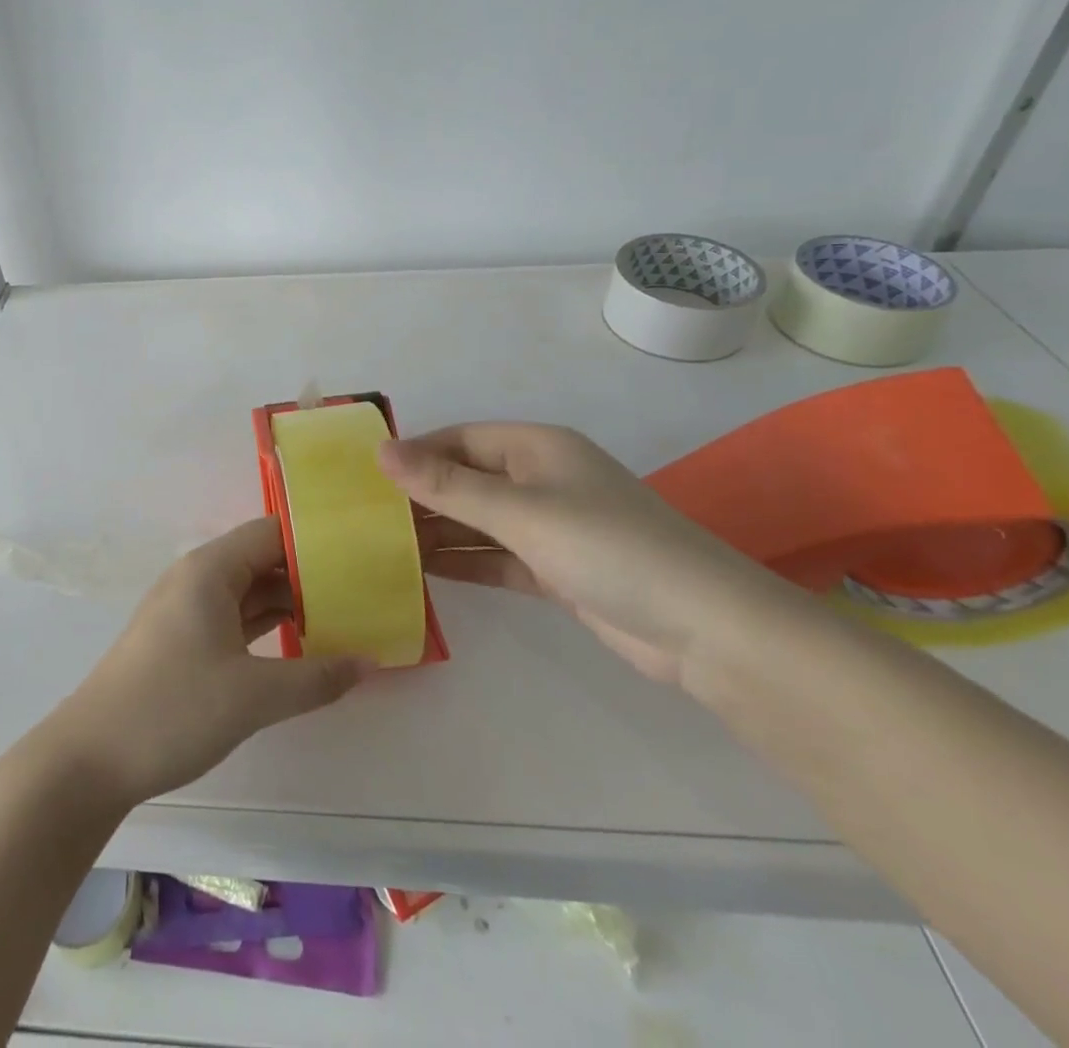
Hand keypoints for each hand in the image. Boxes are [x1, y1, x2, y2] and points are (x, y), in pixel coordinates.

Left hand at [46, 517, 369, 807]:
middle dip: (310, 574)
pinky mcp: (183, 639)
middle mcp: (198, 578)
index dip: (316, 540)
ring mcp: (187, 609)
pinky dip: (268, 625)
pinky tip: (302, 643)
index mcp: (209, 569)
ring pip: (249, 591)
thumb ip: (316, 677)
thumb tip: (370, 662)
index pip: (272, 533)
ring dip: (292, 603)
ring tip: (346, 615)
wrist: (92, 757)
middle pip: (262, 560)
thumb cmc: (172, 709)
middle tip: (365, 590)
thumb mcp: (253, 695)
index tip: (361, 554)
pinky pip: (235, 617)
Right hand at [382, 424, 806, 688]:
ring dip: (439, 532)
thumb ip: (447, 485)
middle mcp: (541, 479)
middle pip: (467, 479)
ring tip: (382, 545)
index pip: (460, 439)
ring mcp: (551, 526)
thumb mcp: (519, 511)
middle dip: (421, 496)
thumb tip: (381, 451)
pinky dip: (465, 563)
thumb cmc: (607, 548)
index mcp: (536, 447)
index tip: (365, 476)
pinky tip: (425, 572)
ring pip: (479, 521)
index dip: (414, 453)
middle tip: (364, 516)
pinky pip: (497, 557)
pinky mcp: (557, 569)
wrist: (704, 629)